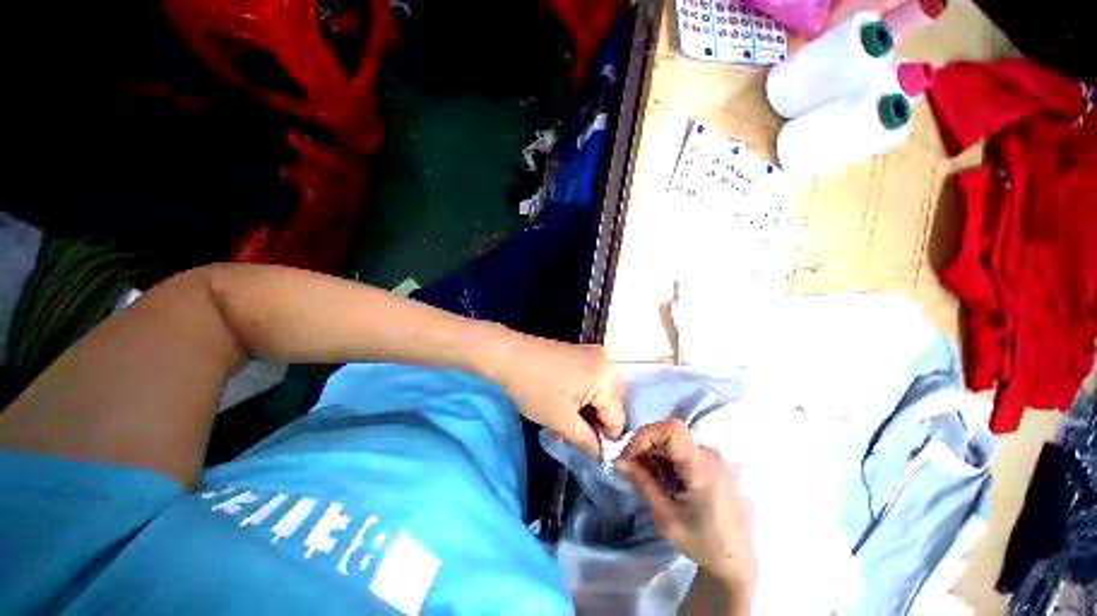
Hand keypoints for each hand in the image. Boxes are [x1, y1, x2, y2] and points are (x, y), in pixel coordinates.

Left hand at [491, 334, 624, 457]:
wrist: (508, 355)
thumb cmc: (536, 388)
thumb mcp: (562, 421)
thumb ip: (587, 441)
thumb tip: (602, 456)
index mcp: (606, 378)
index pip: (617, 419)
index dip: (606, 441)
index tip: (592, 455)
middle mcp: (605, 363)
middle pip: (610, 404)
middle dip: (595, 425)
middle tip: (577, 440)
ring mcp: (591, 356)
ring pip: (597, 394)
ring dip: (584, 414)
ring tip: (564, 431)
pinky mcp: (579, 355)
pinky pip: (588, 382)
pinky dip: (579, 399)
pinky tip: (562, 413)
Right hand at [615, 418, 755, 588]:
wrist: (735, 561)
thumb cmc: (701, 542)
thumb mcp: (666, 517)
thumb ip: (643, 483)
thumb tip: (618, 461)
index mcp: (703, 468)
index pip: (672, 429)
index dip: (647, 435)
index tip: (631, 455)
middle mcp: (711, 456)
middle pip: (670, 435)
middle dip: (645, 447)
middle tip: (630, 468)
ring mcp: (714, 459)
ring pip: (674, 442)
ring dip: (654, 454)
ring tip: (645, 478)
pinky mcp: (713, 464)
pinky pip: (683, 450)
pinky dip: (666, 459)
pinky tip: (662, 480)